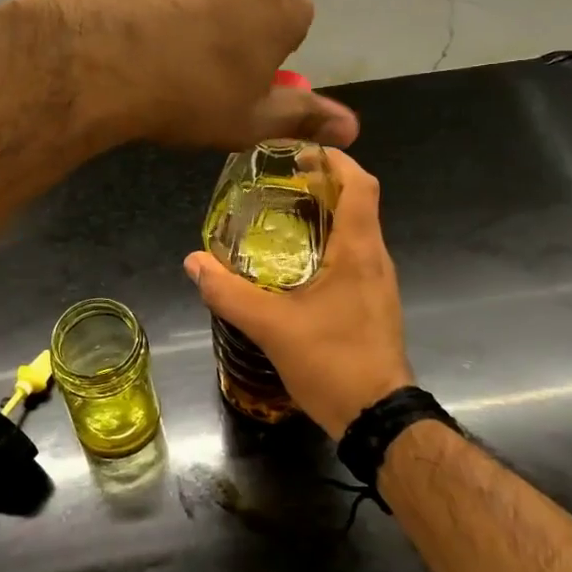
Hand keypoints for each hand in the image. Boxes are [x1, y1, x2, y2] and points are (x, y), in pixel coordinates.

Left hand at [40, 0, 358, 150]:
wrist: (88, 59)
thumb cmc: (184, 96)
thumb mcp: (248, 121)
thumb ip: (303, 117)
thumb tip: (353, 128)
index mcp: (278, 2)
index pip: (292, 24)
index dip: (267, 56)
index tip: (236, 82)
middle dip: (226, 23)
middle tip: (190, 68)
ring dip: (177, 5)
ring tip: (144, 48)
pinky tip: (108, 27)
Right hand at [183, 150, 410, 437]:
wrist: (378, 419)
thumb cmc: (333, 362)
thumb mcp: (272, 327)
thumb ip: (230, 293)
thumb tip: (193, 262)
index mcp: (359, 250)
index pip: (361, 184)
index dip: (335, 160)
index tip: (300, 153)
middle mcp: (375, 258)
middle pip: (357, 202)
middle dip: (321, 185)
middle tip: (277, 184)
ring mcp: (378, 282)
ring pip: (355, 231)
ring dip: (324, 216)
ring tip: (279, 217)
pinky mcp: (372, 303)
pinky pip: (352, 257)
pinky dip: (326, 245)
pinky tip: (293, 264)